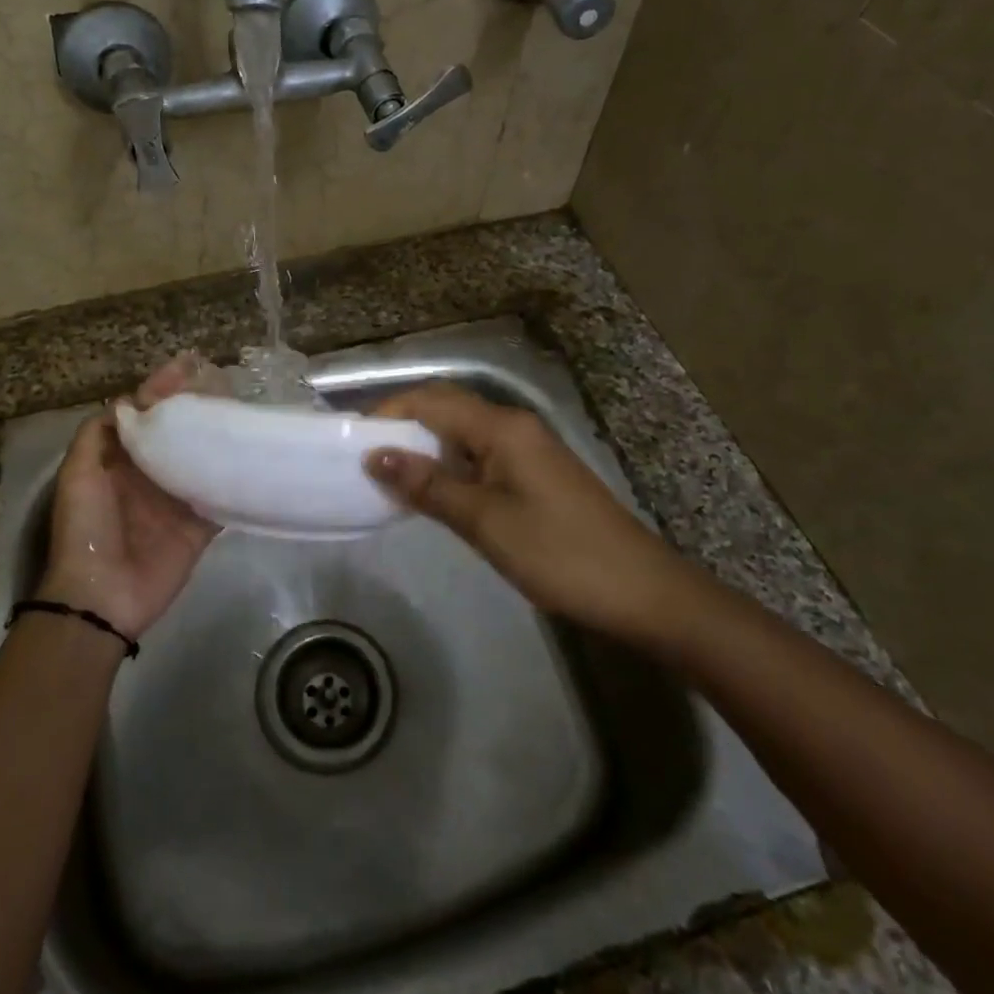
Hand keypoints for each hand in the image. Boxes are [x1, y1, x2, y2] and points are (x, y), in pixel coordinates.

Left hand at [38, 357, 219, 640]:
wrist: (102, 596)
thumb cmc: (86, 528)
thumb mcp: (78, 474)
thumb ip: (98, 434)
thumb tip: (130, 402)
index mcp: (122, 461)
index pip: (147, 415)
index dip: (164, 389)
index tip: (189, 365)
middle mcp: (151, 475)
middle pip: (180, 433)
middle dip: (199, 408)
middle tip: (227, 383)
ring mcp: (177, 502)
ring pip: (203, 461)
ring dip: (220, 438)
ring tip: (245, 409)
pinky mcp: (198, 528)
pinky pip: (220, 499)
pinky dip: (235, 481)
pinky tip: (254, 457)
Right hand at [364, 382, 688, 645]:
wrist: (642, 591)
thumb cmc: (559, 553)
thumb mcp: (485, 522)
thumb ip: (429, 486)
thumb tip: (374, 456)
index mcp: (502, 427)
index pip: (431, 401)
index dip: (388, 414)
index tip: (351, 442)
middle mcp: (514, 425)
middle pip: (447, 408)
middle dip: (404, 425)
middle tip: (365, 458)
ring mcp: (528, 449)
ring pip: (463, 432)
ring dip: (426, 446)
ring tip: (389, 476)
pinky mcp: (535, 474)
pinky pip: (481, 454)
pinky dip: (450, 465)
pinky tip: (434, 492)